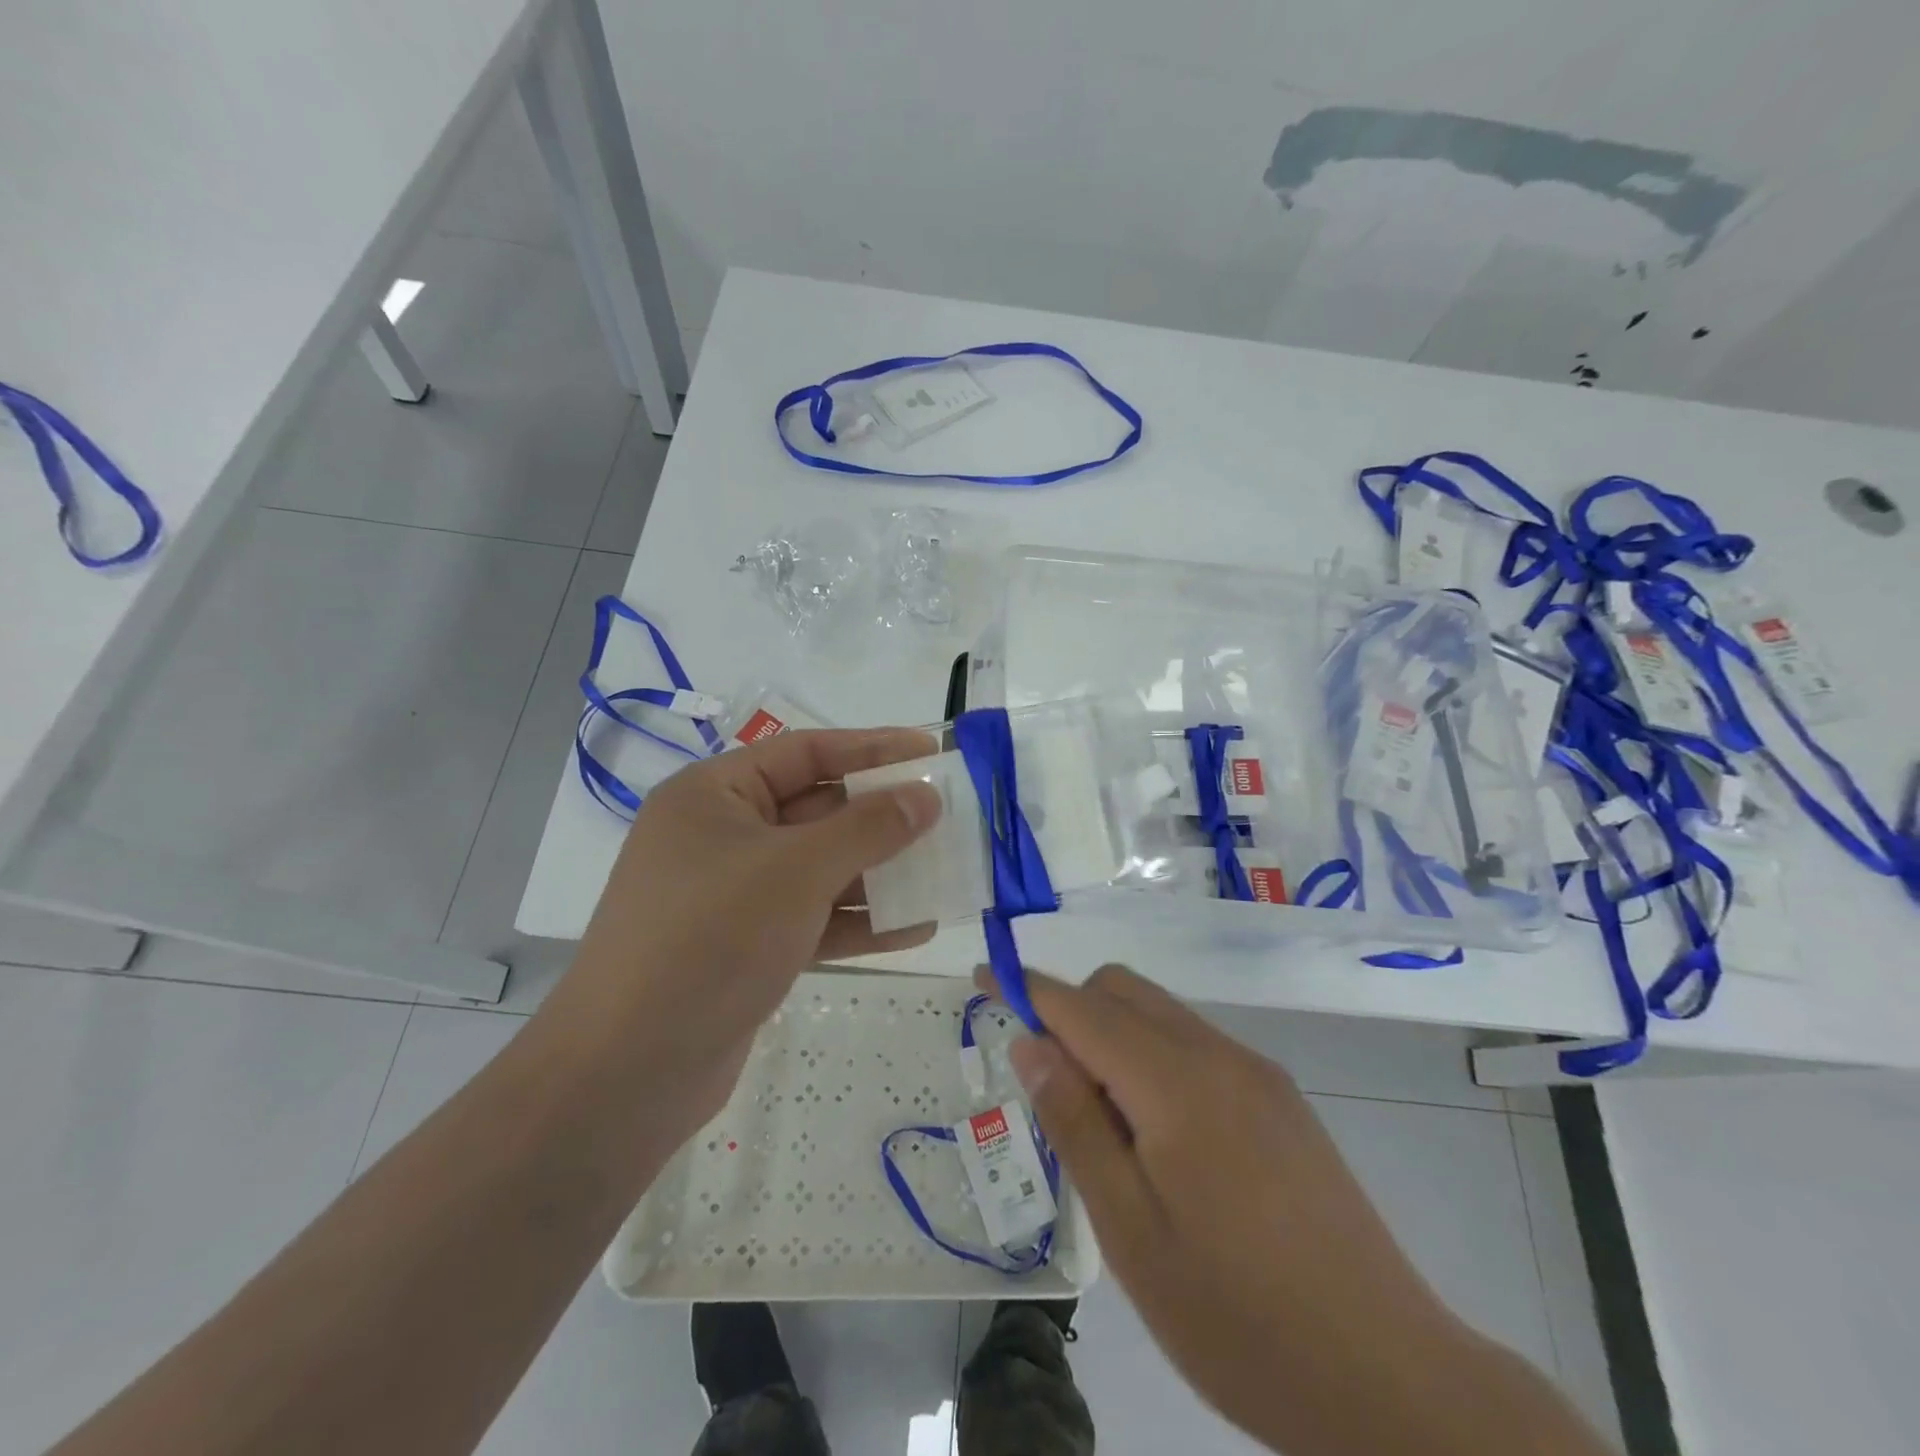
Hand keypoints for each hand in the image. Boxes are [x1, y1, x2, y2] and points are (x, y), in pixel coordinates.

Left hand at [548, 728, 941, 1136]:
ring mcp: (735, 895)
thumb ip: (868, 828)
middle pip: (818, 810)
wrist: (627, 1073)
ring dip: (881, 872)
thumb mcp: (797, 871)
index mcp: (715, 795)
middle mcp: (723, 836)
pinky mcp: (748, 947)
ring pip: (822, 869)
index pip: (806, 752)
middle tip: (948, 816)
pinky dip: (860, 922)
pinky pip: (815, 918)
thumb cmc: (710, 939)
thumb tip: (925, 797)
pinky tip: (916, 929)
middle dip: (883, 816)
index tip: (931, 752)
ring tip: (945, 871)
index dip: (872, 748)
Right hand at [1006, 965, 1606, 1455]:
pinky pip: (1194, 1044)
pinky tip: (1160, 1137)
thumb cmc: (1239, 1318)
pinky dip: (1152, 1057)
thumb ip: (1076, 1123)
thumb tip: (1032, 1043)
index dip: (1026, 988)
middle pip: (1122, 990)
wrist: (1391, 1377)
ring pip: (1159, 1013)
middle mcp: (1218, 1055)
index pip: (1081, 1007)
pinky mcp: (1280, 1097)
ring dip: (1112, 1037)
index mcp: (1176, 1082)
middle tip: (1050, 1090)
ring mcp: (1256, 1072)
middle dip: (1070, 1012)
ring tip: (1105, 1127)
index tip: (983, 979)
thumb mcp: (1131, 1232)